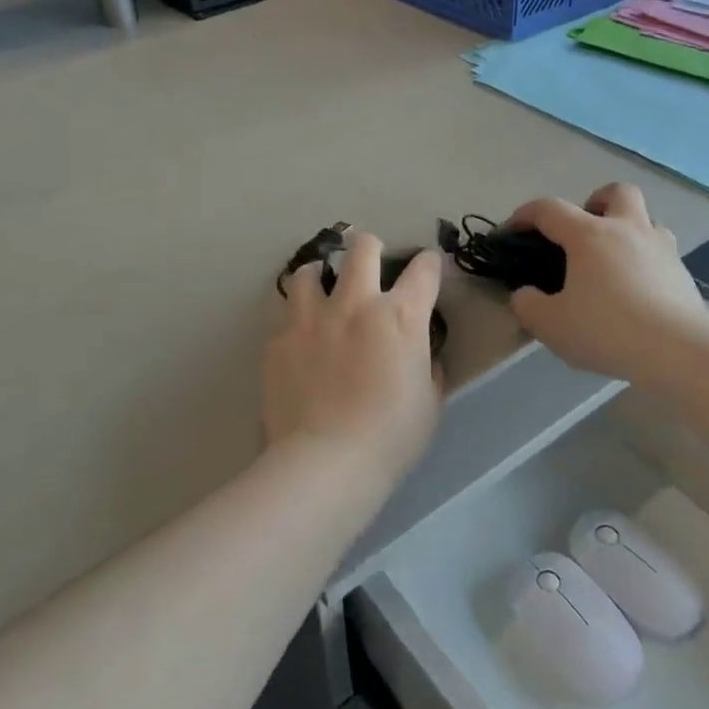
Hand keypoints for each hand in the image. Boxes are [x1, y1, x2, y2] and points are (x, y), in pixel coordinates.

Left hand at [262, 233, 442, 484]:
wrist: (325, 462)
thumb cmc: (390, 437)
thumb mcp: (429, 402)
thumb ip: (427, 367)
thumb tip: (422, 355)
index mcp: (399, 316)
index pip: (423, 270)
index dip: (430, 263)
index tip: (429, 267)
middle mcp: (354, 304)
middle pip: (362, 248)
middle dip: (369, 246)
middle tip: (370, 262)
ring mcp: (311, 319)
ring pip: (309, 270)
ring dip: (320, 275)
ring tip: (321, 289)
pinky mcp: (278, 341)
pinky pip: (286, 317)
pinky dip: (297, 322)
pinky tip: (300, 343)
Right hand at [504, 183, 708, 384]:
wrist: (678, 351)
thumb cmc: (607, 330)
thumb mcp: (551, 325)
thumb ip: (528, 306)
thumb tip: (524, 294)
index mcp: (589, 235)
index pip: (549, 209)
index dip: (524, 215)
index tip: (510, 232)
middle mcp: (627, 229)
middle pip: (615, 192)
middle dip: (596, 202)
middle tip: (583, 233)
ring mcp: (662, 248)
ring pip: (646, 219)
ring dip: (627, 230)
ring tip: (614, 262)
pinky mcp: (684, 273)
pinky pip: (662, 253)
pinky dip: (646, 262)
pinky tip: (638, 291)